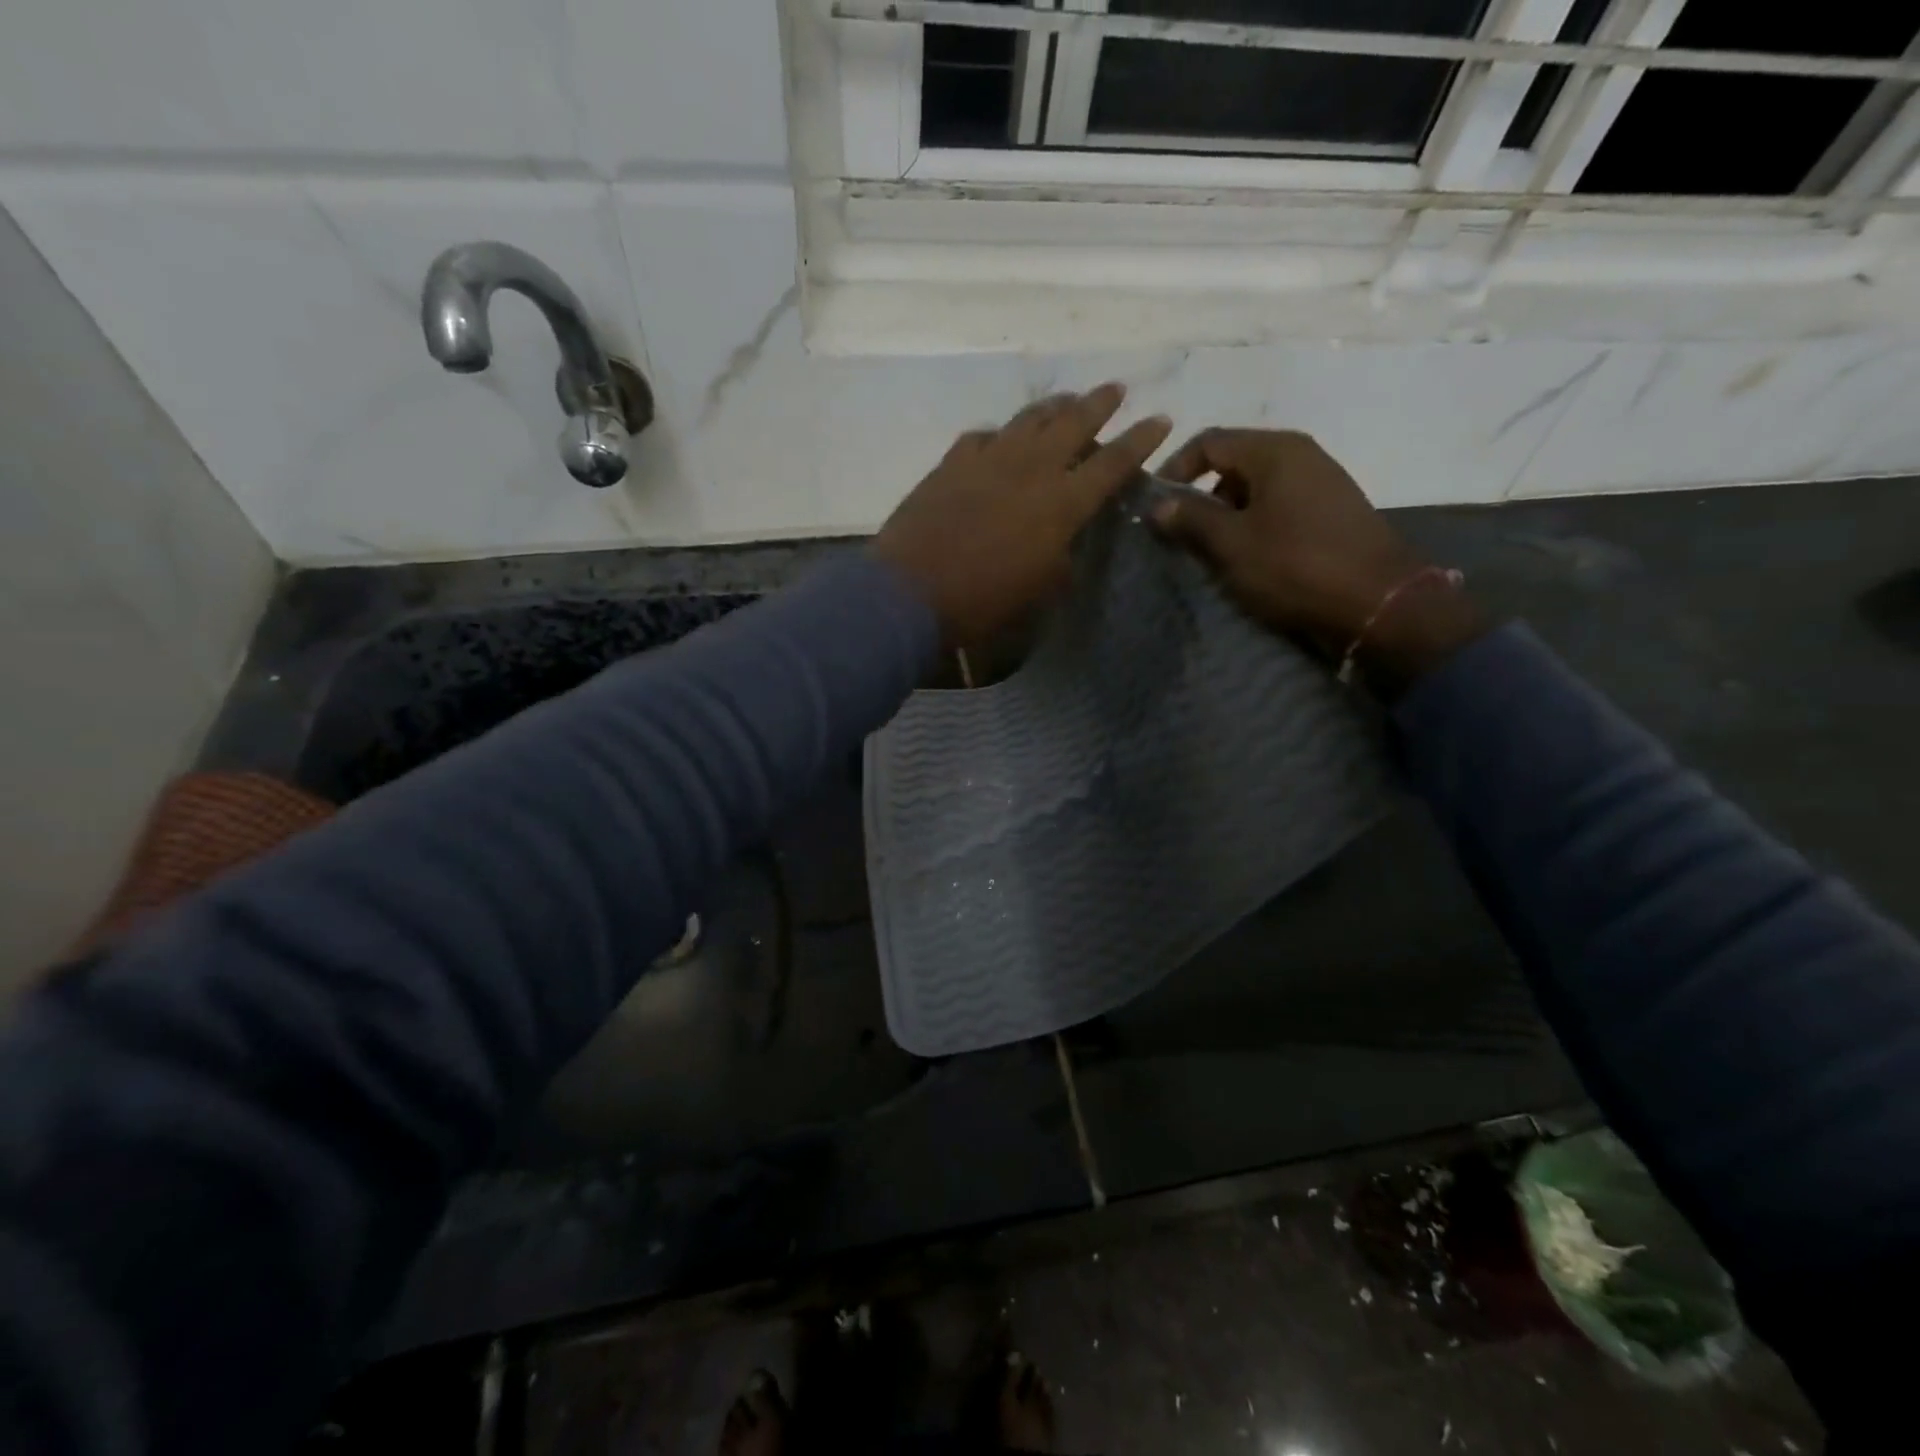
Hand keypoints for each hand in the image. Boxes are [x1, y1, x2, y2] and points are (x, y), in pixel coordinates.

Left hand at [872, 384, 1172, 644]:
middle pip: (1073, 423)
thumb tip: (1066, 541)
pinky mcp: (952, 463)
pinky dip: (1000, 434)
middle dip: (1099, 403)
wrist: (910, 594)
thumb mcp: (1038, 592)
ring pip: (1029, 419)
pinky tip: (1000, 438)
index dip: (1140, 440)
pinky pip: (983, 436)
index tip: (1161, 419)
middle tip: (1115, 389)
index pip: (1112, 463)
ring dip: (1053, 407)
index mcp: (1061, 504)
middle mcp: (1031, 469)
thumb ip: (1061, 559)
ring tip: (1066, 400)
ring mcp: (988, 460)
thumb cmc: (982, 603)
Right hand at [1150, 428, 1485, 686]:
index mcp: (1274, 450)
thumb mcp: (1232, 543)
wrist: (1377, 601)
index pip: (1209, 442)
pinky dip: (1254, 524)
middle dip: (1201, 496)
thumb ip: (1191, 519)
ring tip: (1211, 551)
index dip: (1174, 470)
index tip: (1155, 506)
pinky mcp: (1331, 510)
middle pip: (1233, 462)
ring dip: (1226, 514)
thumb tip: (1157, 504)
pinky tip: (1248, 557)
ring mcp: (1320, 481)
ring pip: (1256, 487)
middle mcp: (1300, 454)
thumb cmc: (1295, 565)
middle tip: (1181, 534)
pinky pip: (1278, 506)